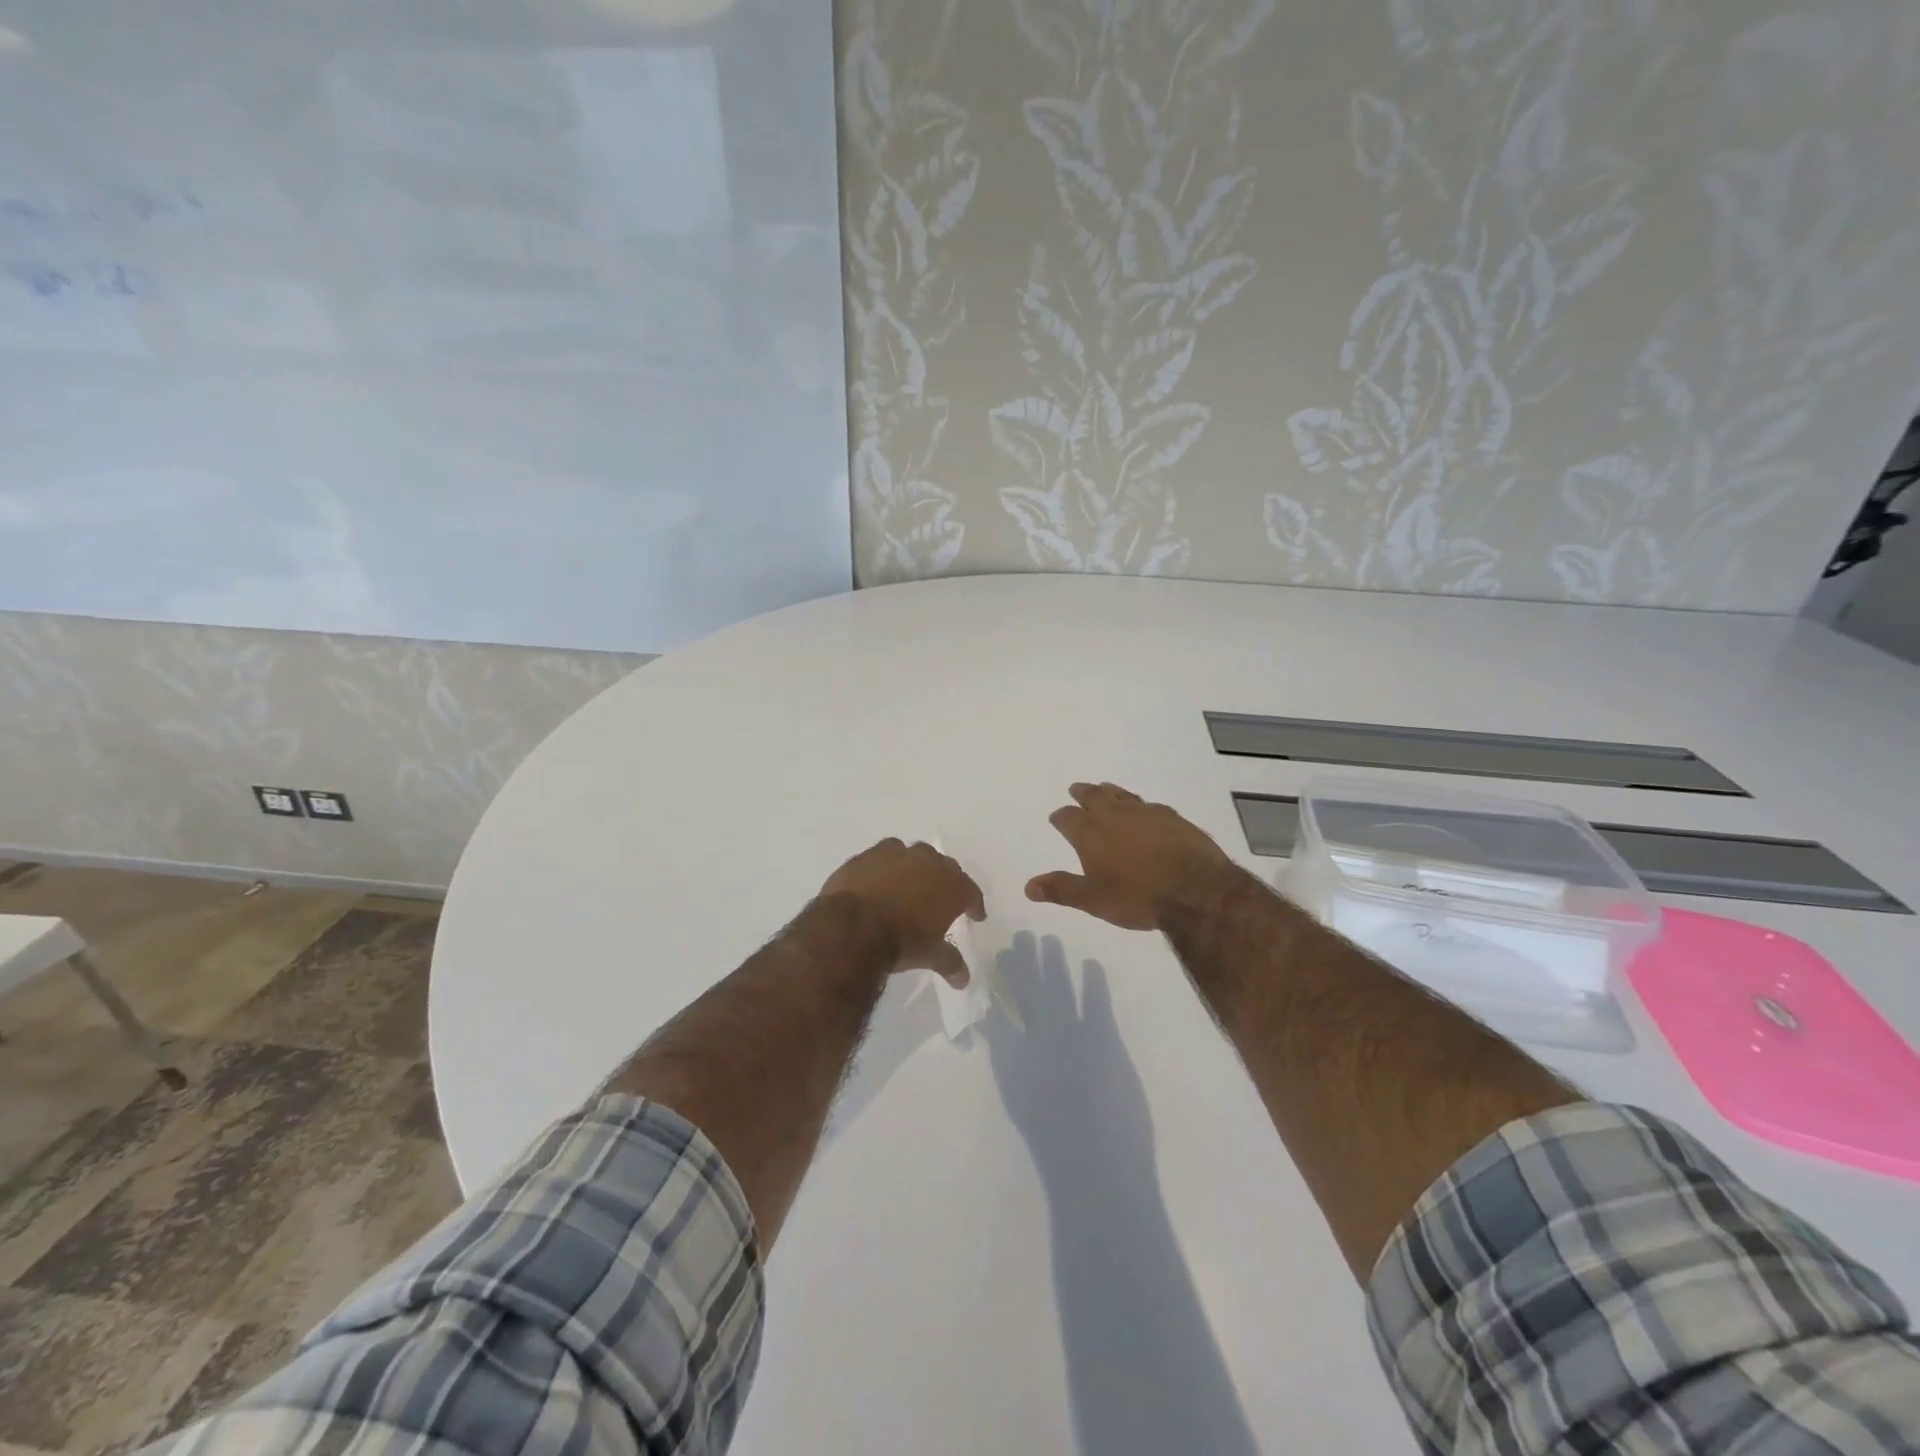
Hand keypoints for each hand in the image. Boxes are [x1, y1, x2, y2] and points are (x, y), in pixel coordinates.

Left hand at [820, 838, 985, 986]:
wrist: (852, 927)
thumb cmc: (900, 942)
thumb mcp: (929, 955)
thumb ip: (949, 962)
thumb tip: (963, 980)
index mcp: (951, 886)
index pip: (971, 892)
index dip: (974, 904)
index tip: (976, 915)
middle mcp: (929, 862)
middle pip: (945, 867)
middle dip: (946, 881)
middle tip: (943, 897)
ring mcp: (898, 854)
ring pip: (915, 854)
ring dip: (916, 867)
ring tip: (911, 883)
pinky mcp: (869, 854)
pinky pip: (884, 855)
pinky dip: (887, 866)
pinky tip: (881, 879)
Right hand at [1027, 782, 1240, 930]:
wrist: (1195, 890)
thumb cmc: (1137, 896)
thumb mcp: (1093, 899)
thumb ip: (1061, 889)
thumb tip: (1029, 887)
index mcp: (1090, 832)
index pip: (1067, 817)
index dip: (1060, 817)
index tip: (1057, 818)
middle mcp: (1115, 814)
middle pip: (1093, 795)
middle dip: (1082, 793)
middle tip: (1076, 790)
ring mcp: (1146, 812)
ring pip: (1122, 795)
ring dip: (1110, 792)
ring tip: (1105, 790)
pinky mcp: (1173, 817)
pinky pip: (1149, 805)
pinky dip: (1139, 806)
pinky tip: (1145, 812)